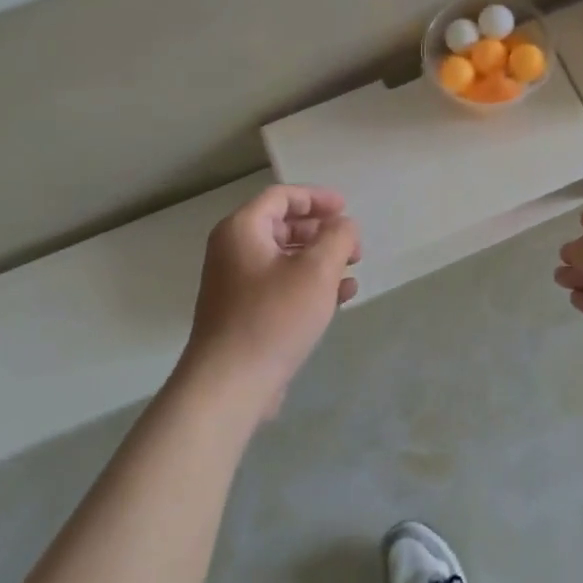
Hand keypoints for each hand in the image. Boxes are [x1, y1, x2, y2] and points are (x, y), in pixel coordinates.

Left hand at [185, 185, 360, 417]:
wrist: (229, 385)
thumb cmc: (274, 317)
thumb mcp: (318, 270)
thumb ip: (338, 237)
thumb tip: (343, 226)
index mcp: (242, 230)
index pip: (281, 196)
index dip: (316, 198)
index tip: (346, 209)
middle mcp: (234, 251)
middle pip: (283, 226)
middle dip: (322, 231)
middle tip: (353, 245)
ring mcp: (236, 285)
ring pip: (285, 258)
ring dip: (321, 259)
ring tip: (352, 271)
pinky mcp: (244, 314)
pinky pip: (281, 285)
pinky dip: (309, 284)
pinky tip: (340, 298)